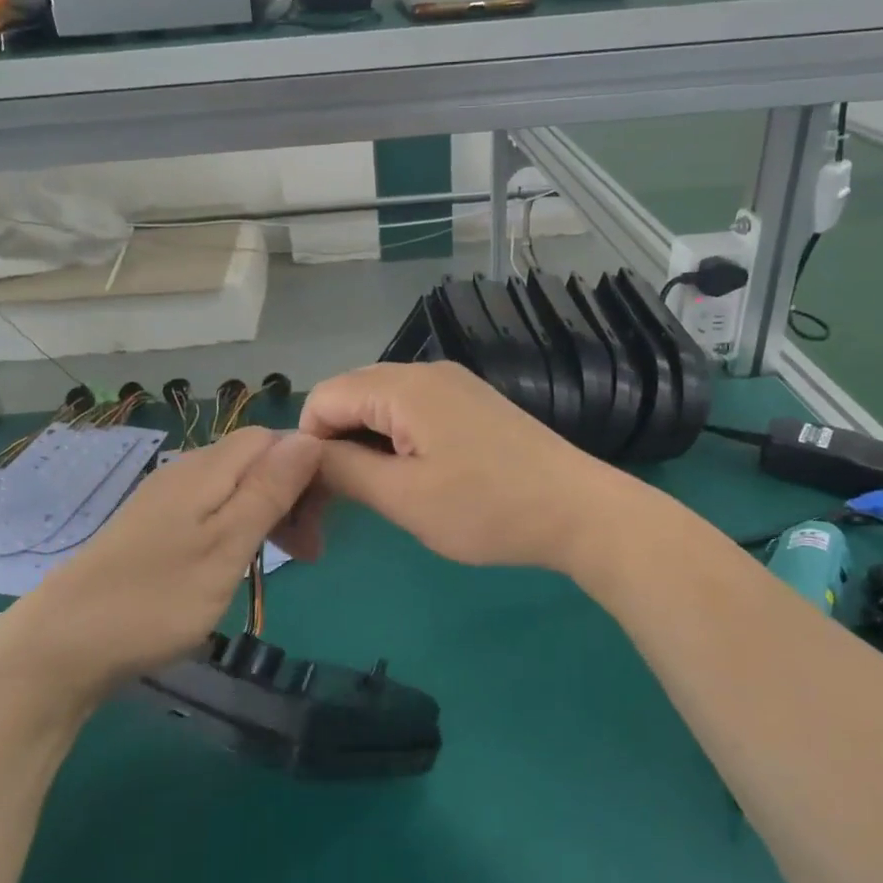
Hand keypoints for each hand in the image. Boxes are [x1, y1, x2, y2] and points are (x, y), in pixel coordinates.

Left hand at [10, 427, 322, 698]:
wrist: (63, 645)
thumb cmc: (157, 598)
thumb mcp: (227, 546)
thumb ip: (269, 490)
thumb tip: (309, 437)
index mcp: (207, 468)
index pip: (272, 439)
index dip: (306, 468)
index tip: (321, 519)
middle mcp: (186, 471)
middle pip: (254, 461)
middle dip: (290, 495)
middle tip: (307, 553)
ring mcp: (165, 500)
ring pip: (234, 488)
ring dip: (267, 516)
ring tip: (280, 564)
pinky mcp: (152, 528)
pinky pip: (210, 510)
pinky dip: (236, 530)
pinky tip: (235, 565)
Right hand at [295, 361, 623, 571]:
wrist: (579, 511)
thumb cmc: (487, 508)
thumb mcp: (404, 497)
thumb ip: (342, 469)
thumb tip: (303, 454)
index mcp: (403, 385)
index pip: (323, 398)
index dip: (308, 446)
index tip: (316, 496)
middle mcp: (425, 371)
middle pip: (350, 397)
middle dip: (333, 445)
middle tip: (338, 504)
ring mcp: (453, 385)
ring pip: (380, 406)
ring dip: (364, 446)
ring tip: (377, 494)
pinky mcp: (471, 404)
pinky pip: (412, 412)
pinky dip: (395, 442)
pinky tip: (411, 477)